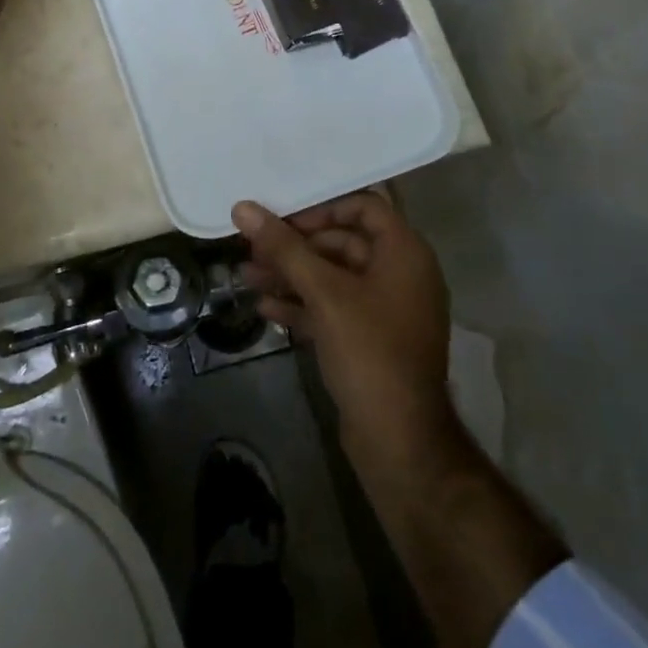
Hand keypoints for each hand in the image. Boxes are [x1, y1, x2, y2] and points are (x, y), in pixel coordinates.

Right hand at [233, 192, 456, 457]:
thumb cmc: (369, 352)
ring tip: (247, 275)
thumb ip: (283, 248)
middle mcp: (399, 275)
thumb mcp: (324, 293)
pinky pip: (333, 308)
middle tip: (253, 247)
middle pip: (342, 242)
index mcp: (404, 253)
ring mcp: (385, 310)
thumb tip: (242, 208)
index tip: (284, 217)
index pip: (364, 206)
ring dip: (291, 274)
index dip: (323, 207)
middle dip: (296, 245)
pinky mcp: (369, 340)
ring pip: (333, 277)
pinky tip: (265, 307)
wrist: (400, 442)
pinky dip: (302, 304)